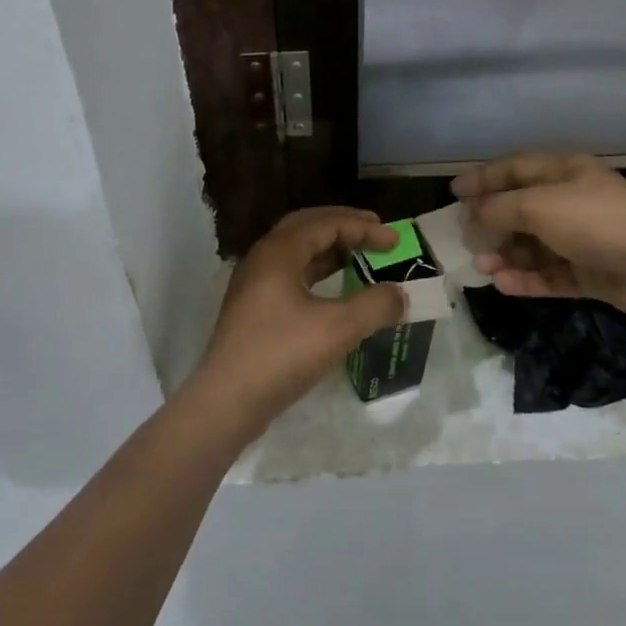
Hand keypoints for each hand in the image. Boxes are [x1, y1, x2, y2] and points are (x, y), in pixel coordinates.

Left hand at [187, 207, 404, 437]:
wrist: (226, 402)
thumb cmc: (280, 355)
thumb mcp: (337, 328)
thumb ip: (374, 306)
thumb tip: (399, 294)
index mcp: (278, 252)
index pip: (326, 223)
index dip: (363, 227)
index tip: (395, 239)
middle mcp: (263, 258)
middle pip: (307, 227)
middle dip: (343, 226)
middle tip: (375, 232)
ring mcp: (254, 284)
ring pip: (297, 252)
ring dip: (329, 250)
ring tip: (359, 257)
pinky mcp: (253, 309)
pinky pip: (291, 275)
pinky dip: (317, 273)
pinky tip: (334, 291)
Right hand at [453, 154, 625, 324]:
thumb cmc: (596, 221)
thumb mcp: (539, 206)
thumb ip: (499, 209)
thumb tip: (472, 217)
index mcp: (566, 171)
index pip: (515, 168)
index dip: (483, 177)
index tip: (453, 192)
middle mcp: (574, 200)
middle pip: (523, 208)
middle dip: (492, 222)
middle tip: (465, 238)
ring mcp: (585, 238)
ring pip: (535, 244)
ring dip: (507, 254)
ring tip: (483, 266)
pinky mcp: (593, 272)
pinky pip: (552, 273)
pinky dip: (528, 277)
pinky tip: (504, 284)